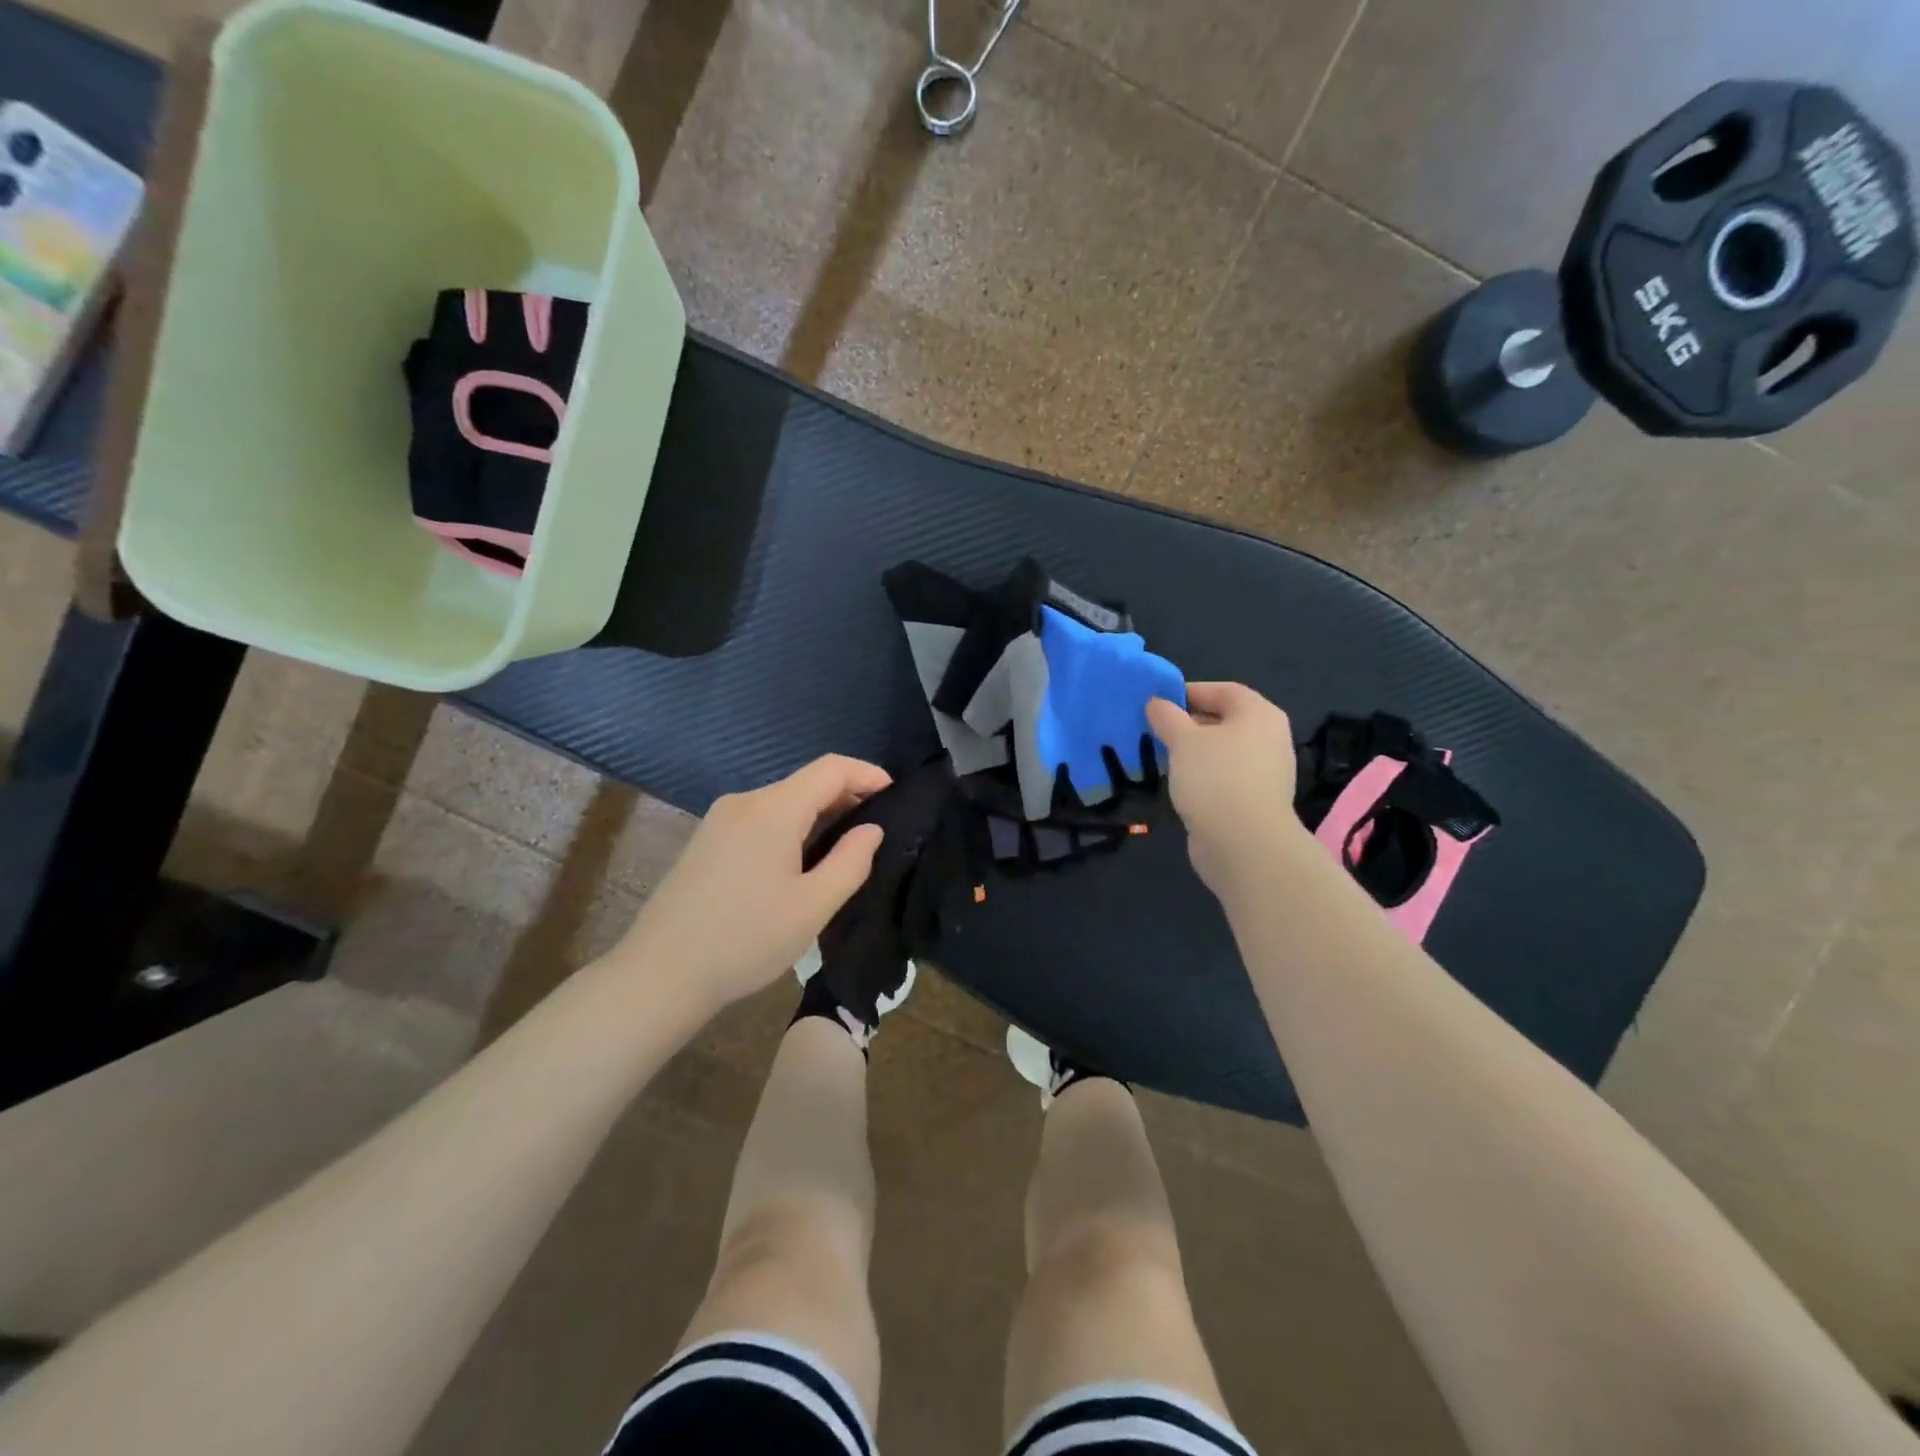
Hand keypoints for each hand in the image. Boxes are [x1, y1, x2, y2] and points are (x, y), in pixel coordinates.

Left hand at [616, 755, 890, 1011]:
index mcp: (773, 809)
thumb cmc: (746, 940)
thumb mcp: (812, 907)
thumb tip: (871, 829)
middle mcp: (744, 802)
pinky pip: (761, 818)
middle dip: (846, 795)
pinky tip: (800, 859)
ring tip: (844, 847)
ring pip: (782, 801)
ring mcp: (719, 819)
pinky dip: (791, 826)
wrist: (660, 974)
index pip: (830, 768)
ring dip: (818, 813)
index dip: (867, 773)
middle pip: (805, 782)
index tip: (896, 793)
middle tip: (876, 828)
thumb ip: (851, 861)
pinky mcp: (706, 840)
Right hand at [1147, 683, 1309, 898]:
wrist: (1244, 843)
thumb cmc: (1215, 778)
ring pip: (1224, 751)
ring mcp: (1266, 773)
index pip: (1224, 690)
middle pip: (1226, 720)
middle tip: (1156, 729)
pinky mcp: (1255, 801)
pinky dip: (1203, 775)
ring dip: (1195, 752)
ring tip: (1163, 756)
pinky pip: (1225, 777)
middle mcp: (1269, 739)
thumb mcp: (1183, 740)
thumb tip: (1156, 703)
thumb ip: (1167, 717)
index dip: (1191, 691)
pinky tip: (1180, 784)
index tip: (1159, 702)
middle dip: (1190, 723)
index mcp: (1259, 714)